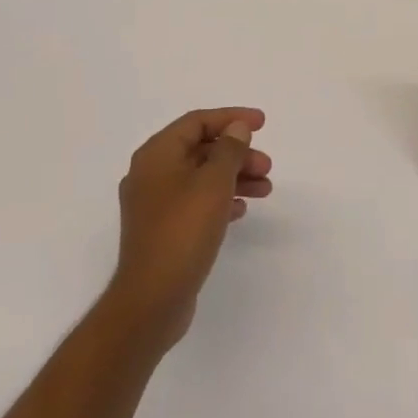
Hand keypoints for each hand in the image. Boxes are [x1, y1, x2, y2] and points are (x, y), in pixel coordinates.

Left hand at [108, 108, 272, 349]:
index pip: (197, 122)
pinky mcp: (161, 230)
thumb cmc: (183, 231)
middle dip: (237, 154)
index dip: (232, 118)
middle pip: (200, 149)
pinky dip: (220, 200)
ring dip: (233, 178)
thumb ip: (229, 149)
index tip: (262, 123)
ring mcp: (153, 204)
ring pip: (200, 177)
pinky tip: (241, 211)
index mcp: (156, 154)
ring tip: (265, 189)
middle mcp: (150, 173)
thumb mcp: (213, 183)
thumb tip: (236, 128)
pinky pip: (195, 202)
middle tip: (267, 166)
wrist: (152, 300)